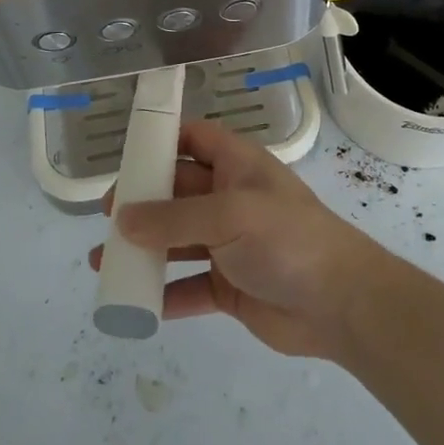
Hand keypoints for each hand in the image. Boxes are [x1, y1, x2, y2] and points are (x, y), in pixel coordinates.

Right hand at [89, 121, 394, 358]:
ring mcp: (230, 244)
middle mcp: (230, 199)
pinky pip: (188, 286)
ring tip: (102, 262)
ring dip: (144, 250)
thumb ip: (174, 218)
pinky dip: (164, 295)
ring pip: (177, 241)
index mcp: (237, 166)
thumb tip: (121, 219)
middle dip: (141, 203)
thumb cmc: (287, 240)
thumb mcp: (230, 216)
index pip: (194, 139)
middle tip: (105, 218)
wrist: (341, 304)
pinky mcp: (230, 286)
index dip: (161, 141)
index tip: (124, 156)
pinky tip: (135, 305)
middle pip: (176, 192)